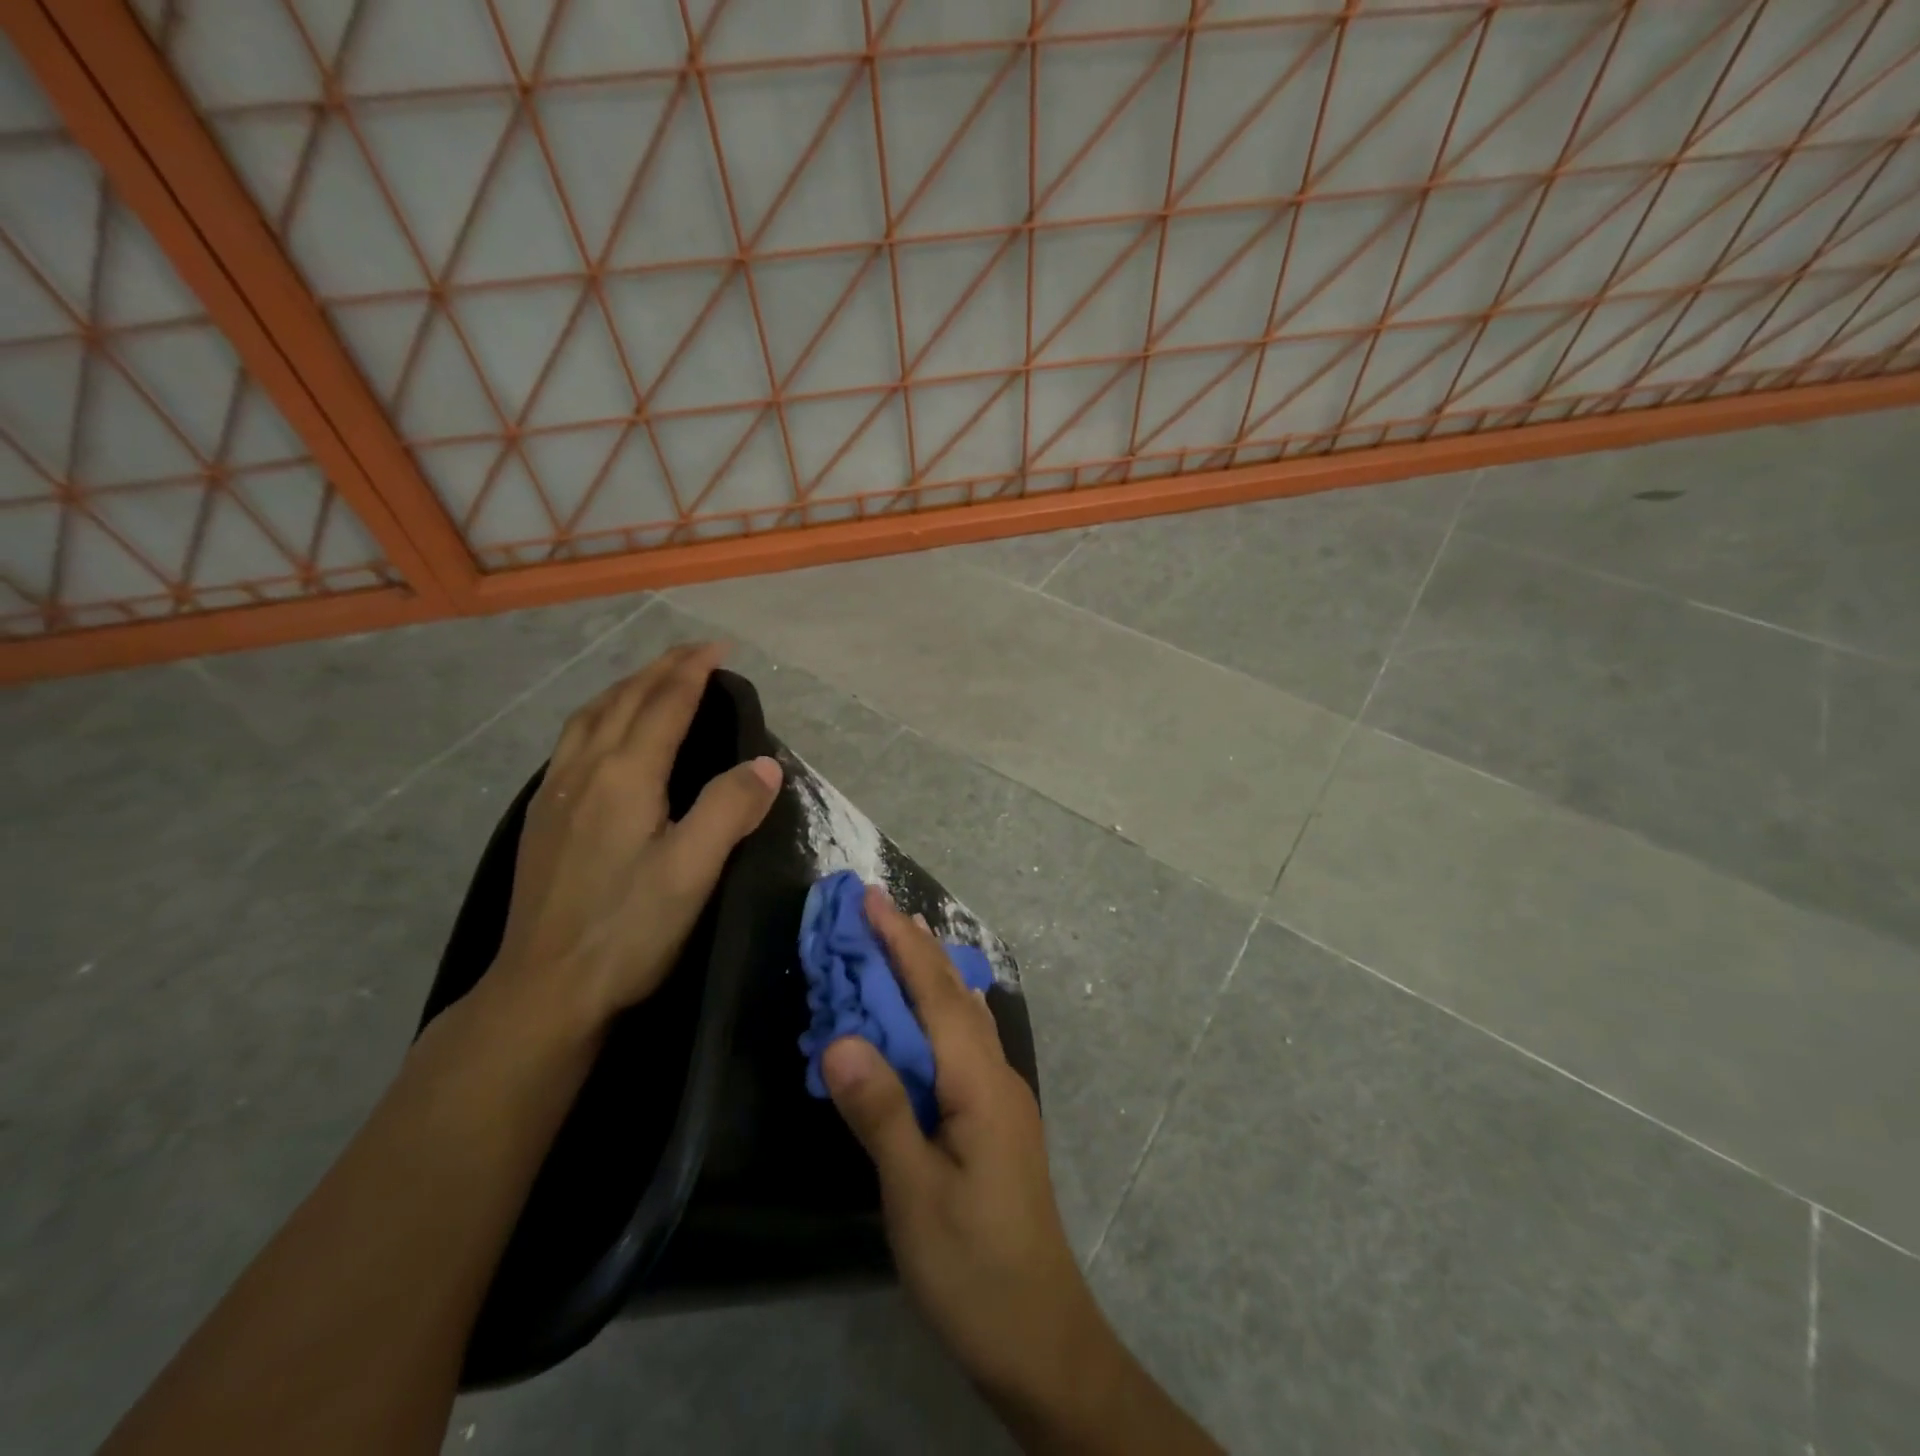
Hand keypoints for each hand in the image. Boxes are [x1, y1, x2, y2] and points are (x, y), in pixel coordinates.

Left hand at [490, 642, 782, 1031]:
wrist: (543, 990)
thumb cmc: (627, 931)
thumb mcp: (693, 872)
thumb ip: (730, 809)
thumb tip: (765, 763)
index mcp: (625, 776)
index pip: (664, 704)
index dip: (692, 671)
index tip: (720, 648)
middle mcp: (586, 771)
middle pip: (624, 700)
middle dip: (662, 668)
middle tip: (695, 652)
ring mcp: (556, 793)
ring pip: (591, 716)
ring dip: (626, 687)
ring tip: (652, 679)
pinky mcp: (542, 817)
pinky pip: (573, 741)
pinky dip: (600, 715)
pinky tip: (604, 734)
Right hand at [821, 888, 1104, 1408]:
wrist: (1041, 1337)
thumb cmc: (973, 1266)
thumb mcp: (915, 1193)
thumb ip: (880, 1111)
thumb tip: (840, 1037)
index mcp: (979, 1083)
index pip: (936, 994)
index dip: (902, 944)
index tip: (871, 900)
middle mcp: (997, 1076)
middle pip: (954, 996)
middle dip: (915, 948)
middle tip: (877, 910)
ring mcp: (1001, 1098)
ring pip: (964, 1018)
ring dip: (931, 976)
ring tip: (902, 945)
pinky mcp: (995, 1121)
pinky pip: (964, 1045)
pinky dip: (938, 1014)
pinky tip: (924, 1022)